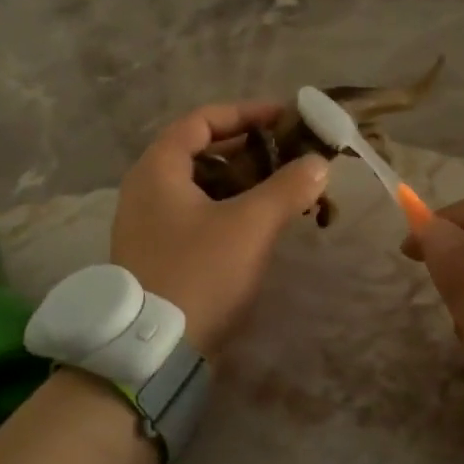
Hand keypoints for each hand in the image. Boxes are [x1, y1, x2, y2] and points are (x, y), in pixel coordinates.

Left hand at [112, 102, 329, 356]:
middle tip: (290, 156)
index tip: (283, 118)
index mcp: (157, 169)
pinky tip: (259, 226)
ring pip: (201, 187)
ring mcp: (148, 224)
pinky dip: (228, 210)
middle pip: (200, 152)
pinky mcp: (158, 253)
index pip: (201, 120)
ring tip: (284, 190)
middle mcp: (145, 190)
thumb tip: (318, 163)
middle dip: (248, 150)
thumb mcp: (249, 225)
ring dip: (242, 183)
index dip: (244, 113)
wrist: (154, 350)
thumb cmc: (199, 273)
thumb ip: (287, 188)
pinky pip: (196, 215)